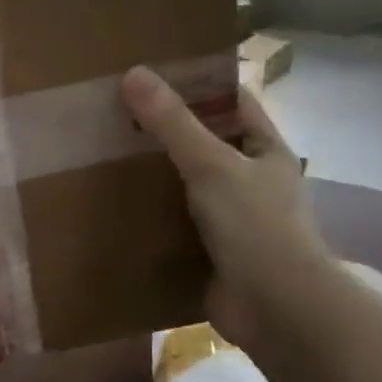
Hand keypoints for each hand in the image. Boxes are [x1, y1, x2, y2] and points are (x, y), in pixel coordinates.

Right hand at [121, 67, 333, 348]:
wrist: (274, 307)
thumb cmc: (255, 226)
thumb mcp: (212, 165)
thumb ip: (173, 124)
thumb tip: (134, 74)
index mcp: (265, 151)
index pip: (232, 103)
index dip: (198, 86)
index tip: (152, 75)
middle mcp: (251, 180)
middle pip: (206, 143)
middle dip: (166, 132)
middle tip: (116, 115)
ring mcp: (232, 218)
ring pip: (188, 185)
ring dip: (156, 176)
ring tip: (107, 156)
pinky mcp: (211, 251)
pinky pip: (177, 223)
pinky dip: (152, 216)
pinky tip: (116, 207)